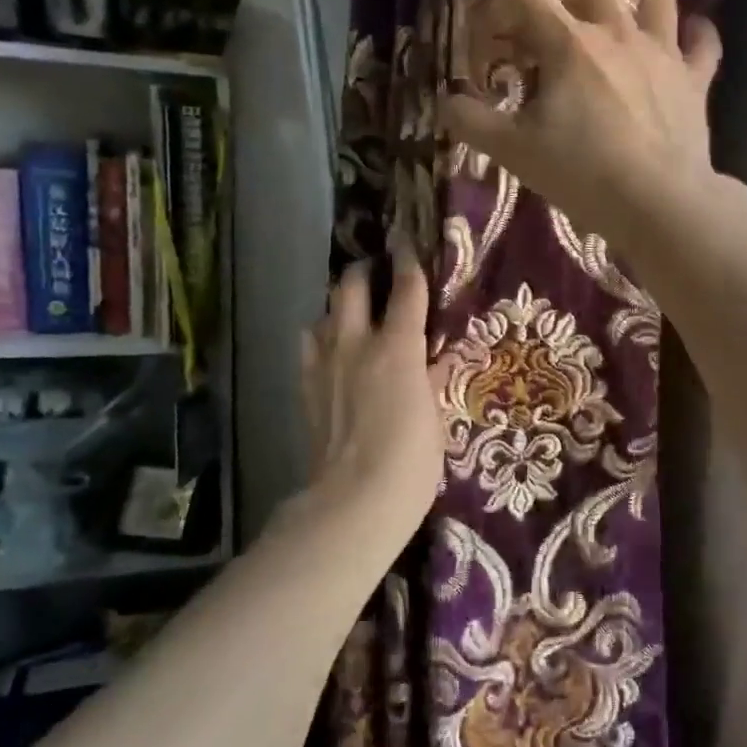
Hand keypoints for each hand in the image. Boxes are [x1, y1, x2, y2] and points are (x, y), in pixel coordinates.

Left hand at [297, 244, 446, 552]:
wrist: (354, 502)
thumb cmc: (412, 461)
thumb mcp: (436, 418)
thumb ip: (435, 379)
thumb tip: (439, 358)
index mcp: (397, 348)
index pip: (406, 290)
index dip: (410, 263)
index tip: (410, 245)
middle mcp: (356, 344)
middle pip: (352, 287)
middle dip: (365, 271)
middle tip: (378, 271)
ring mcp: (325, 365)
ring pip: (324, 313)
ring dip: (339, 305)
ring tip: (354, 312)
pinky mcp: (307, 389)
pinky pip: (310, 347)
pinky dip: (321, 338)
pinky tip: (331, 350)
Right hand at [440, 0, 724, 252]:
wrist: (659, 201)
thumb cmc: (584, 173)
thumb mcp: (516, 152)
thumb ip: (475, 124)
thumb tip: (446, 101)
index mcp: (568, 47)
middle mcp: (616, 36)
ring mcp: (660, 56)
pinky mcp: (693, 83)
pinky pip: (703, 49)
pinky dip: (702, 35)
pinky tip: (701, 26)